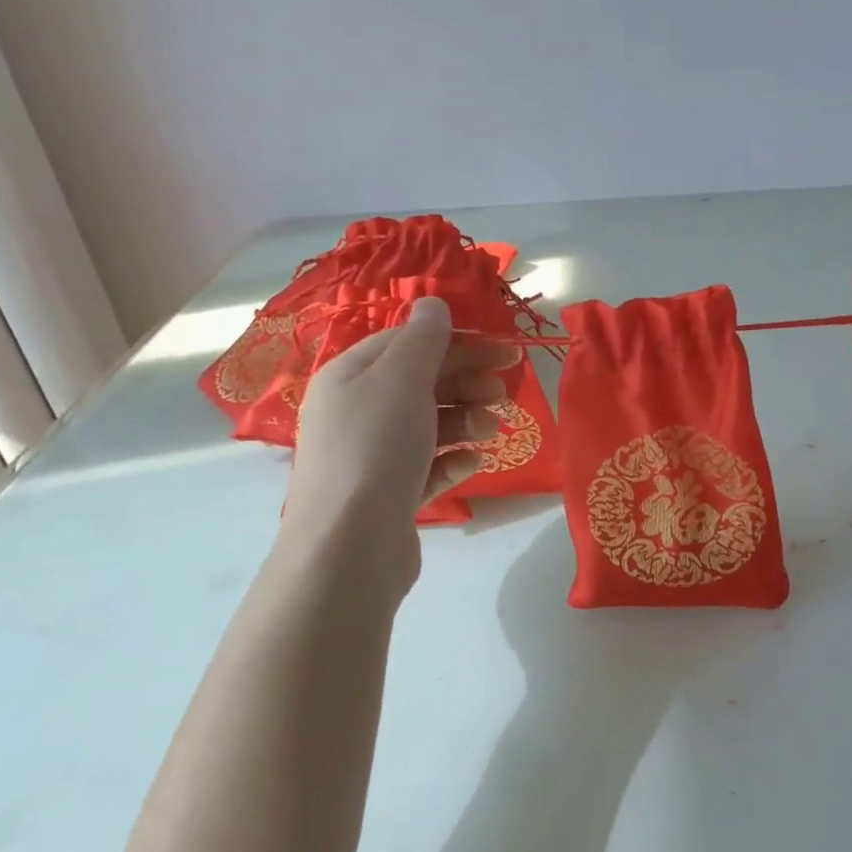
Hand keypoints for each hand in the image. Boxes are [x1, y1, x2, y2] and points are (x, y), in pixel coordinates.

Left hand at [284, 298, 520, 582]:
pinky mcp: (390, 494)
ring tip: (491, 429)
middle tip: (502, 392)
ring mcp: (372, 456)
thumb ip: (422, 339)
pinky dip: (453, 459)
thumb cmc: (375, 448)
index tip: (501, 351)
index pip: (408, 343)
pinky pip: (428, 466)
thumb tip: (432, 303)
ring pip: (429, 424)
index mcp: (350, 376)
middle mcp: (356, 411)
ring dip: (466, 420)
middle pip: (421, 383)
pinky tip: (473, 462)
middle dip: (466, 382)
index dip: (457, 342)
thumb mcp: (401, 379)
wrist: (349, 547)